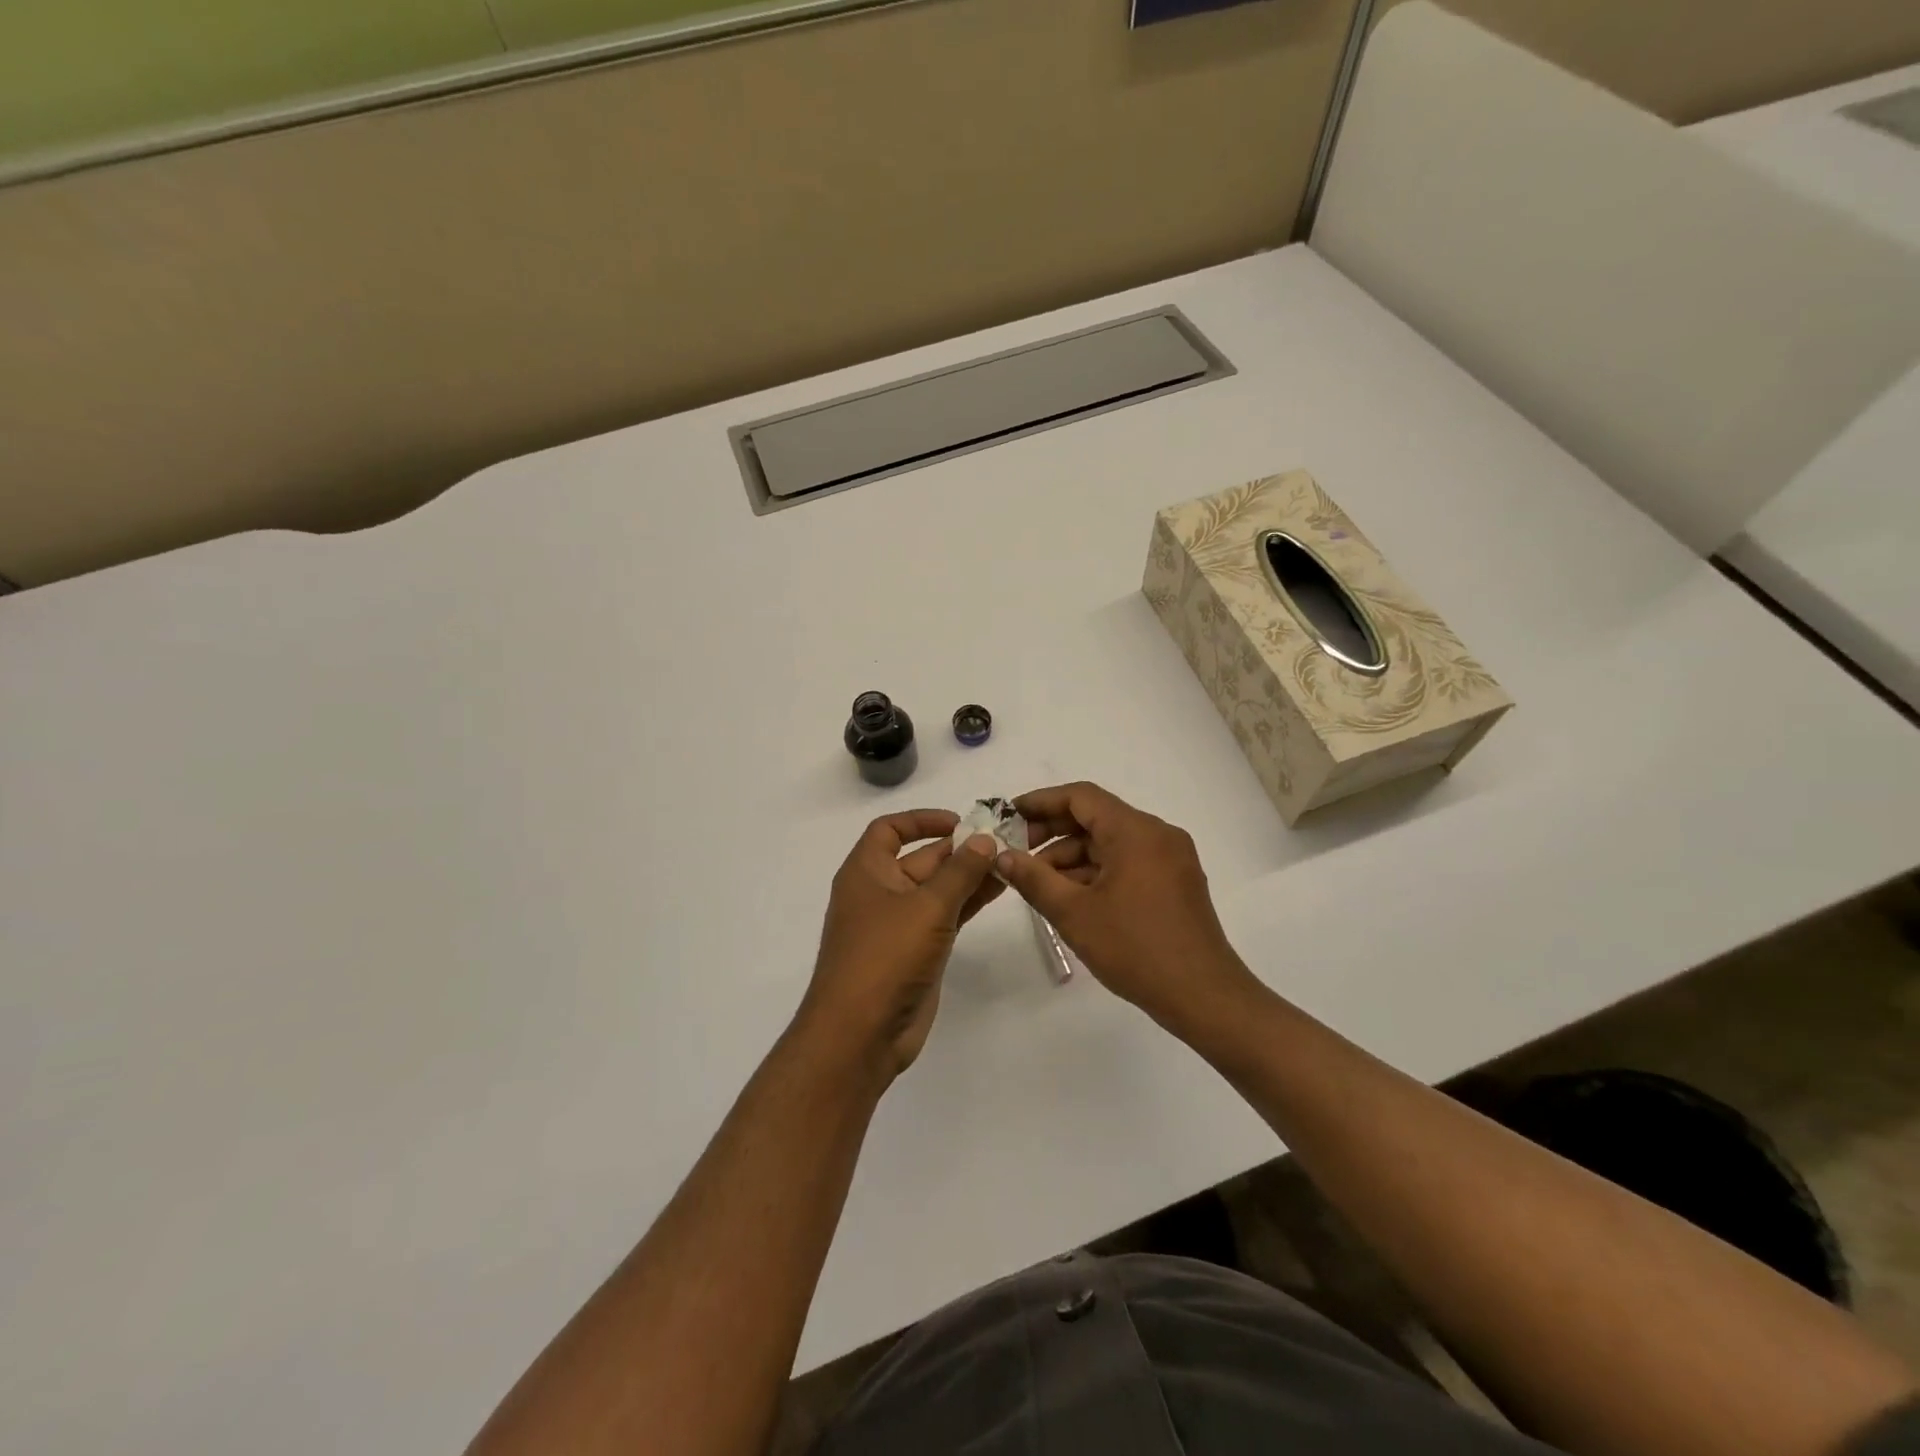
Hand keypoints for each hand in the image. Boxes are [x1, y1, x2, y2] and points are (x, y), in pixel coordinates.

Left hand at [797, 810, 1002, 1077]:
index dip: (922, 820)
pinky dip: (969, 901)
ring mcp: (899, 924)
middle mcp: (880, 892)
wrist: (861, 1033)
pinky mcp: (917, 951)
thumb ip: (960, 871)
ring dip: (970, 875)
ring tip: (1010, 861)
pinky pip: (946, 916)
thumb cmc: (885, 956)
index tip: (960, 822)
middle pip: (921, 858)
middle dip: (959, 848)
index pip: (889, 829)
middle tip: (1003, 840)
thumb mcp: (927, 906)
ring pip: (938, 888)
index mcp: (866, 872)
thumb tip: (985, 839)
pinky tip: (999, 890)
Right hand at [997, 783, 1259, 1032]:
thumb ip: (1034, 878)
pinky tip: (1071, 896)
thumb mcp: (1074, 913)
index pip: (1081, 797)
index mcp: (1136, 831)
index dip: (1041, 802)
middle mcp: (1157, 834)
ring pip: (1111, 843)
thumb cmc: (1136, 949)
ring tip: (1038, 883)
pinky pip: (1128, 862)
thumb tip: (1002, 856)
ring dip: (1073, 856)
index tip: (1009, 815)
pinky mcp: (1176, 882)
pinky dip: (1097, 871)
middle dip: (1053, 832)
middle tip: (1017, 852)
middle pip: (1097, 817)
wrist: (1204, 996)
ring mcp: (1171, 859)